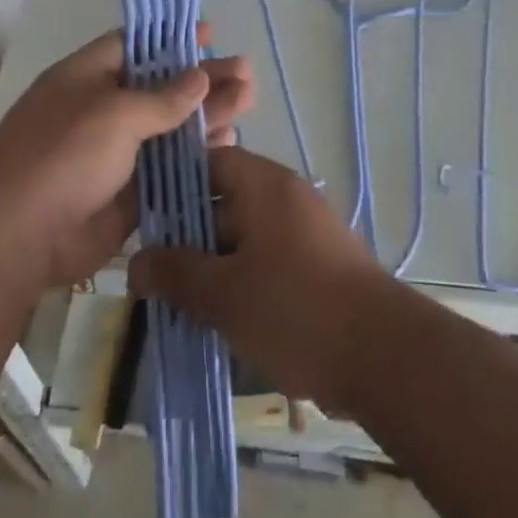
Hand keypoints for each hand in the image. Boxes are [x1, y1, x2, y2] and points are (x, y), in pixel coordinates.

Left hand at [0, 25, 254, 287]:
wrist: (15, 236)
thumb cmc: (62, 154)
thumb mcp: (114, 113)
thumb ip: (163, 98)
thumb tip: (199, 78)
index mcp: (89, 77)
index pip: (135, 45)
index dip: (172, 38)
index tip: (210, 34)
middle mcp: (104, 110)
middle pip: (161, 88)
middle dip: (203, 80)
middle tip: (247, 75)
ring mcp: (117, 154)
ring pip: (171, 129)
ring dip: (207, 117)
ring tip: (249, 104)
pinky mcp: (129, 194)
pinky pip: (170, 170)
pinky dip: (198, 158)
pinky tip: (229, 145)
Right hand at [129, 147, 394, 412]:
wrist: (382, 355)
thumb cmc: (294, 309)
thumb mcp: (223, 293)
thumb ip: (175, 273)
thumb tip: (135, 263)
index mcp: (265, 185)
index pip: (209, 162)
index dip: (173, 184)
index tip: (142, 217)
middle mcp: (287, 198)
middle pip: (223, 202)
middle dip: (186, 237)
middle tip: (151, 272)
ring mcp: (306, 233)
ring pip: (243, 239)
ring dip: (211, 267)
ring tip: (175, 302)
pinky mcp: (317, 267)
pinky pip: (266, 263)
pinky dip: (240, 283)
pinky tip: (216, 319)